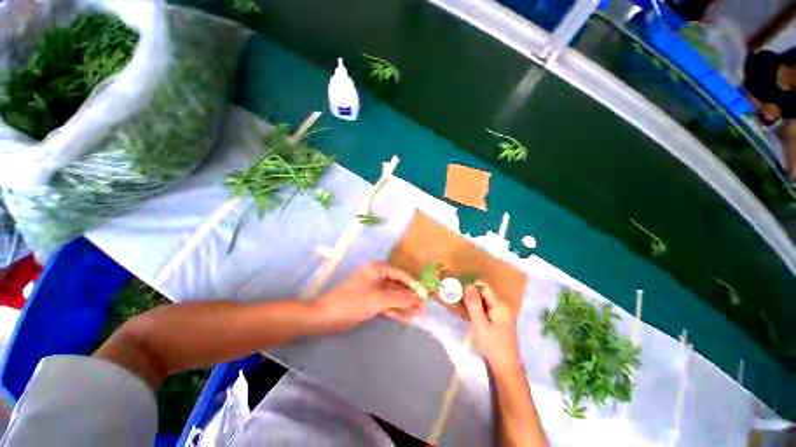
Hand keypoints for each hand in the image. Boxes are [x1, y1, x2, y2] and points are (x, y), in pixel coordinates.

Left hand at [314, 262, 425, 331]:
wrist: (327, 316)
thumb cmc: (354, 301)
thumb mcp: (380, 298)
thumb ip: (400, 297)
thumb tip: (418, 297)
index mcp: (377, 268)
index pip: (401, 274)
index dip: (413, 284)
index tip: (425, 294)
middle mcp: (376, 276)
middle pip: (398, 285)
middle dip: (410, 296)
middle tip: (423, 307)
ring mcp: (373, 289)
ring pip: (393, 296)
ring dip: (404, 304)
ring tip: (418, 314)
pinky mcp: (370, 301)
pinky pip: (386, 303)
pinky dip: (395, 309)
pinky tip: (407, 316)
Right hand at [463, 280, 520, 371]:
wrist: (505, 368)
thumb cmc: (492, 346)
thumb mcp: (480, 324)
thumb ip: (474, 304)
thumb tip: (468, 285)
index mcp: (500, 304)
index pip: (483, 286)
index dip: (471, 287)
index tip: (460, 295)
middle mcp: (502, 305)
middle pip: (483, 292)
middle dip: (470, 296)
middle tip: (459, 305)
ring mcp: (500, 312)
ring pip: (482, 300)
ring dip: (472, 303)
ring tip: (462, 312)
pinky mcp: (497, 318)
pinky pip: (484, 308)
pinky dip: (476, 310)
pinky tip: (469, 318)